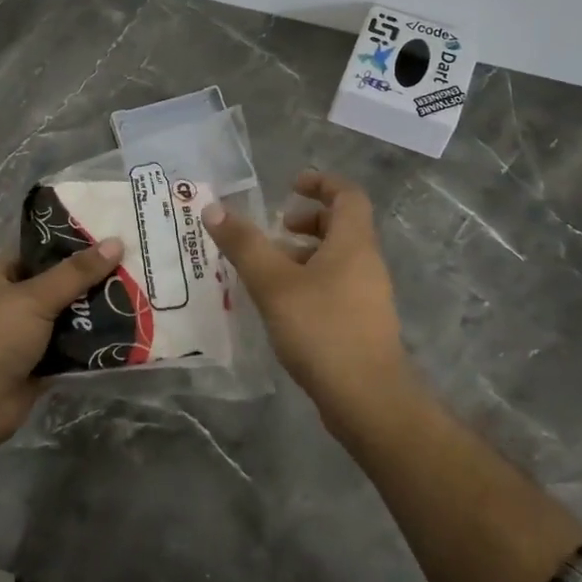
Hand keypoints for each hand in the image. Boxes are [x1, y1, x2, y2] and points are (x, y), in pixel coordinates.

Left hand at [0, 238, 124, 445]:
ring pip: (66, 316)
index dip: (71, 243)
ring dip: (94, 312)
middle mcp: (10, 301)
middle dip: (90, 280)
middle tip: (131, 268)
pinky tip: (124, 331)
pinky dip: (91, 342)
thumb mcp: (36, 296)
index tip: (108, 239)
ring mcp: (24, 334)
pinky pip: (70, 347)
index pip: (39, 250)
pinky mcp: (38, 363)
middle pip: (57, 284)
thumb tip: (116, 242)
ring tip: (135, 296)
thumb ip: (76, 272)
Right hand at [202, 169, 406, 413]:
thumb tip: (213, 208)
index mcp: (353, 243)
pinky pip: (335, 286)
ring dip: (304, 254)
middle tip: (276, 230)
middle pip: (342, 226)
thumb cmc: (322, 329)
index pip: (347, 195)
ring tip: (268, 270)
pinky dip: (309, 281)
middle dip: (308, 220)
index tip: (291, 184)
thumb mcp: (274, 283)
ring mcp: (368, 295)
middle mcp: (366, 263)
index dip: (321, 182)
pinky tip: (282, 305)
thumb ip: (244, 245)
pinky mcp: (362, 324)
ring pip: (337, 259)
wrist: (368, 398)